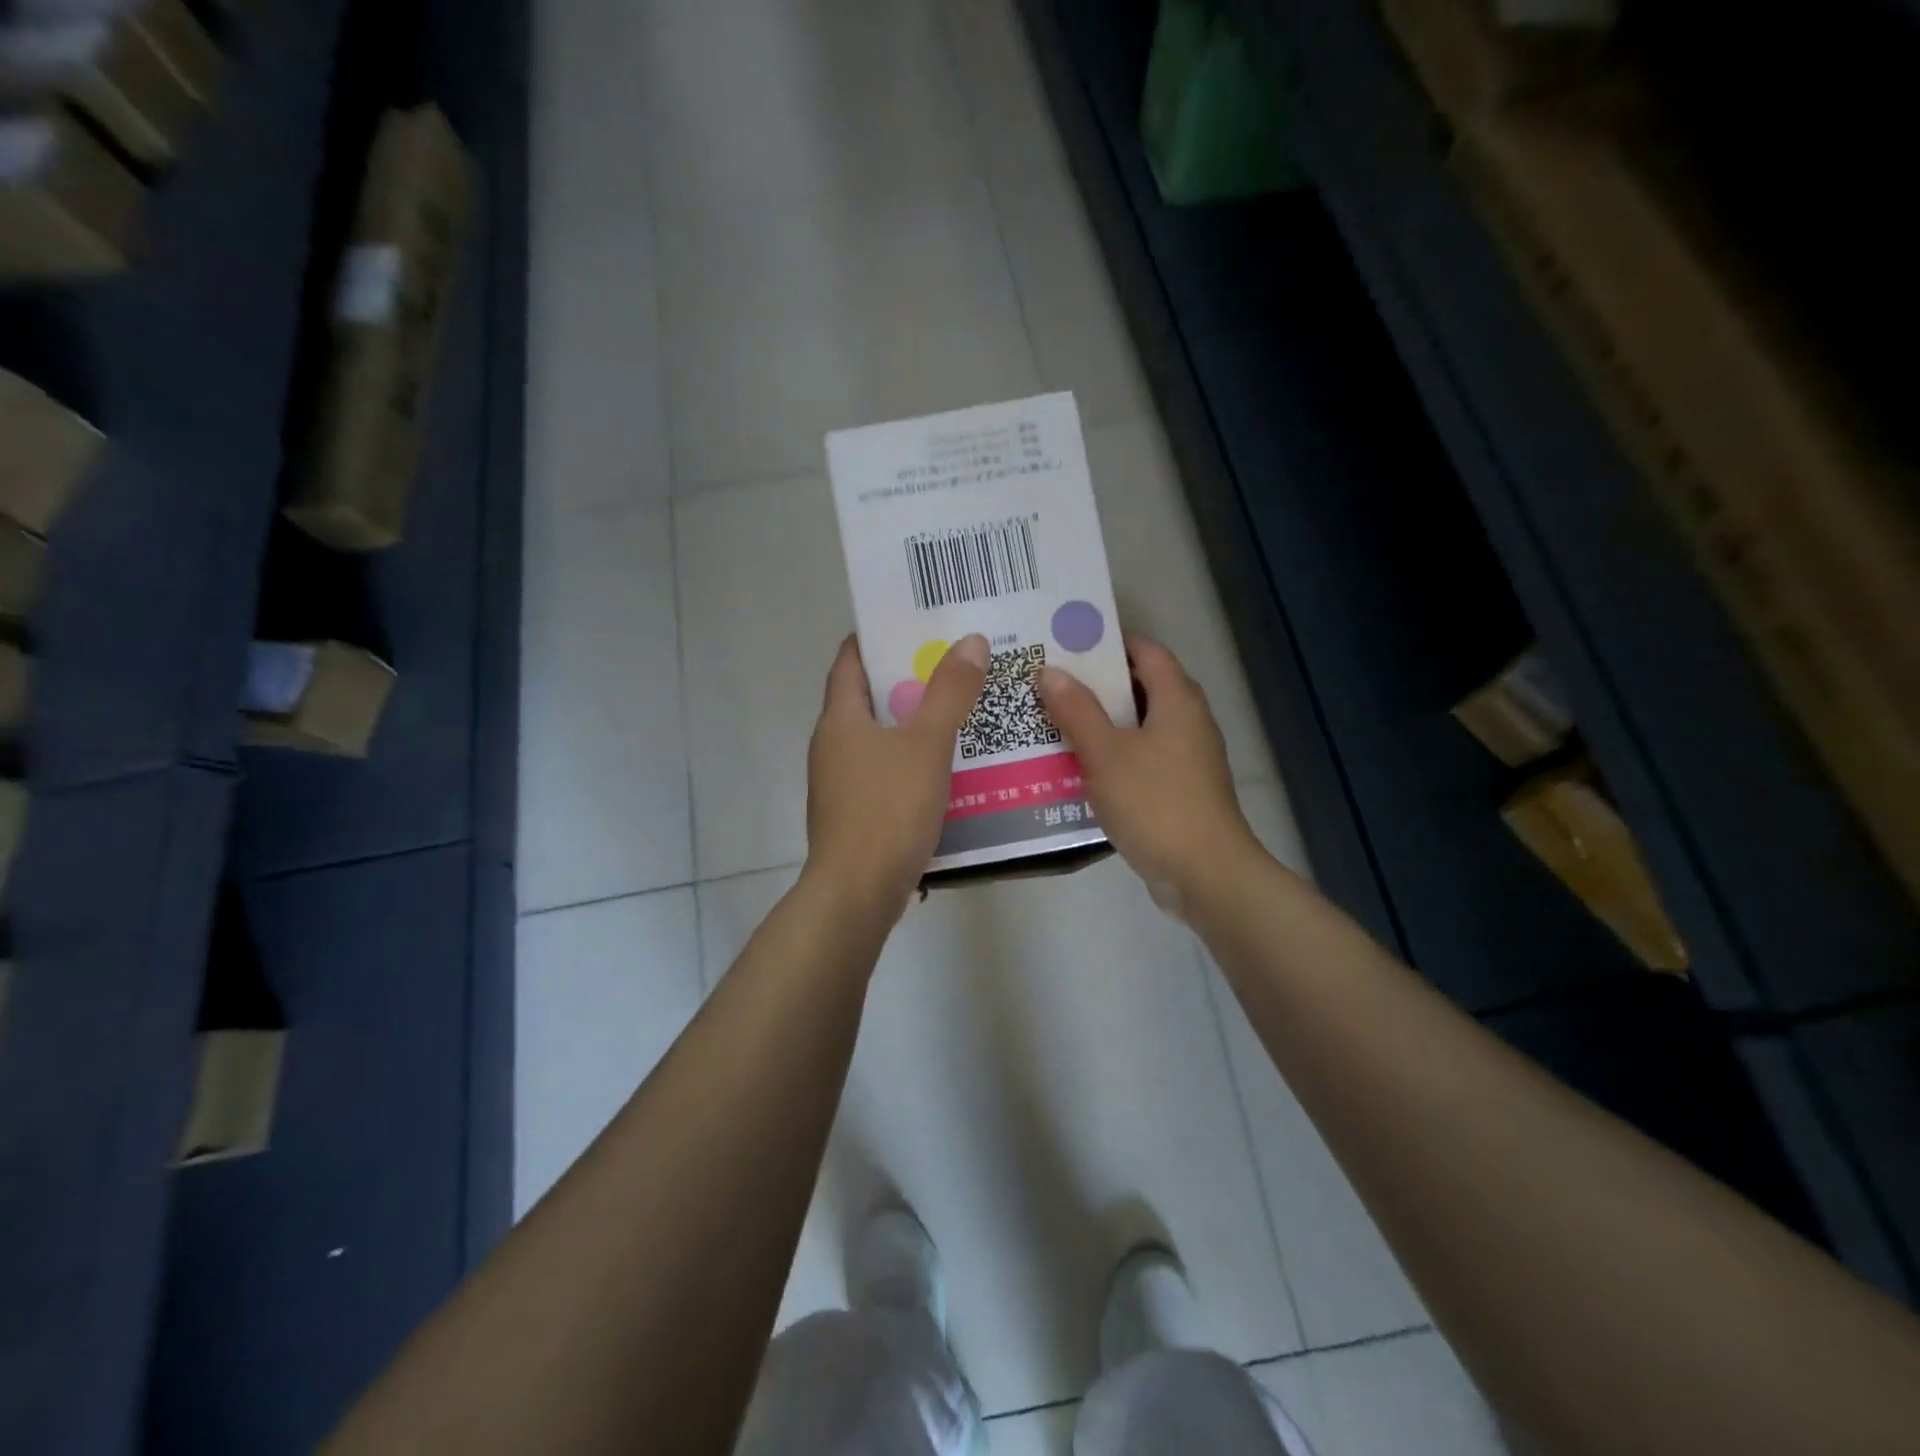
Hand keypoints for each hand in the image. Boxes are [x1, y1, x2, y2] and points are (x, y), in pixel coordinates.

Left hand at [805, 633, 989, 915]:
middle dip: (910, 678)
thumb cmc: (888, 810)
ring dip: (916, 721)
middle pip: (870, 696)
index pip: (851, 659)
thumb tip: (970, 641)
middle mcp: (833, 744)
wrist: (857, 893)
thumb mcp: (926, 745)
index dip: (880, 635)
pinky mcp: (855, 812)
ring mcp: (841, 781)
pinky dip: (914, 759)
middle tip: (957, 662)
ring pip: (881, 736)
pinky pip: (886, 770)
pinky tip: (950, 765)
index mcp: (840, 718)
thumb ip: (950, 693)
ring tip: (962, 708)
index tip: (918, 621)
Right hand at [1037, 633, 1259, 915]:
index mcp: (1177, 699)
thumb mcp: (1106, 753)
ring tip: (1050, 719)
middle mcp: (1187, 720)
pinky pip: (1140, 757)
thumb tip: (1050, 672)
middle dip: (1095, 684)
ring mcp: (1186, 757)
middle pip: (1139, 687)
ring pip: (1137, 726)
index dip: (1107, 642)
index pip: (1145, 651)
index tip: (1065, 642)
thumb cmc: (1155, 803)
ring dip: (1099, 722)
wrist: (1205, 874)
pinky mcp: (1179, 789)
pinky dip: (1111, 754)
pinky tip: (1076, 766)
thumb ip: (1076, 710)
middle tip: (1047, 681)